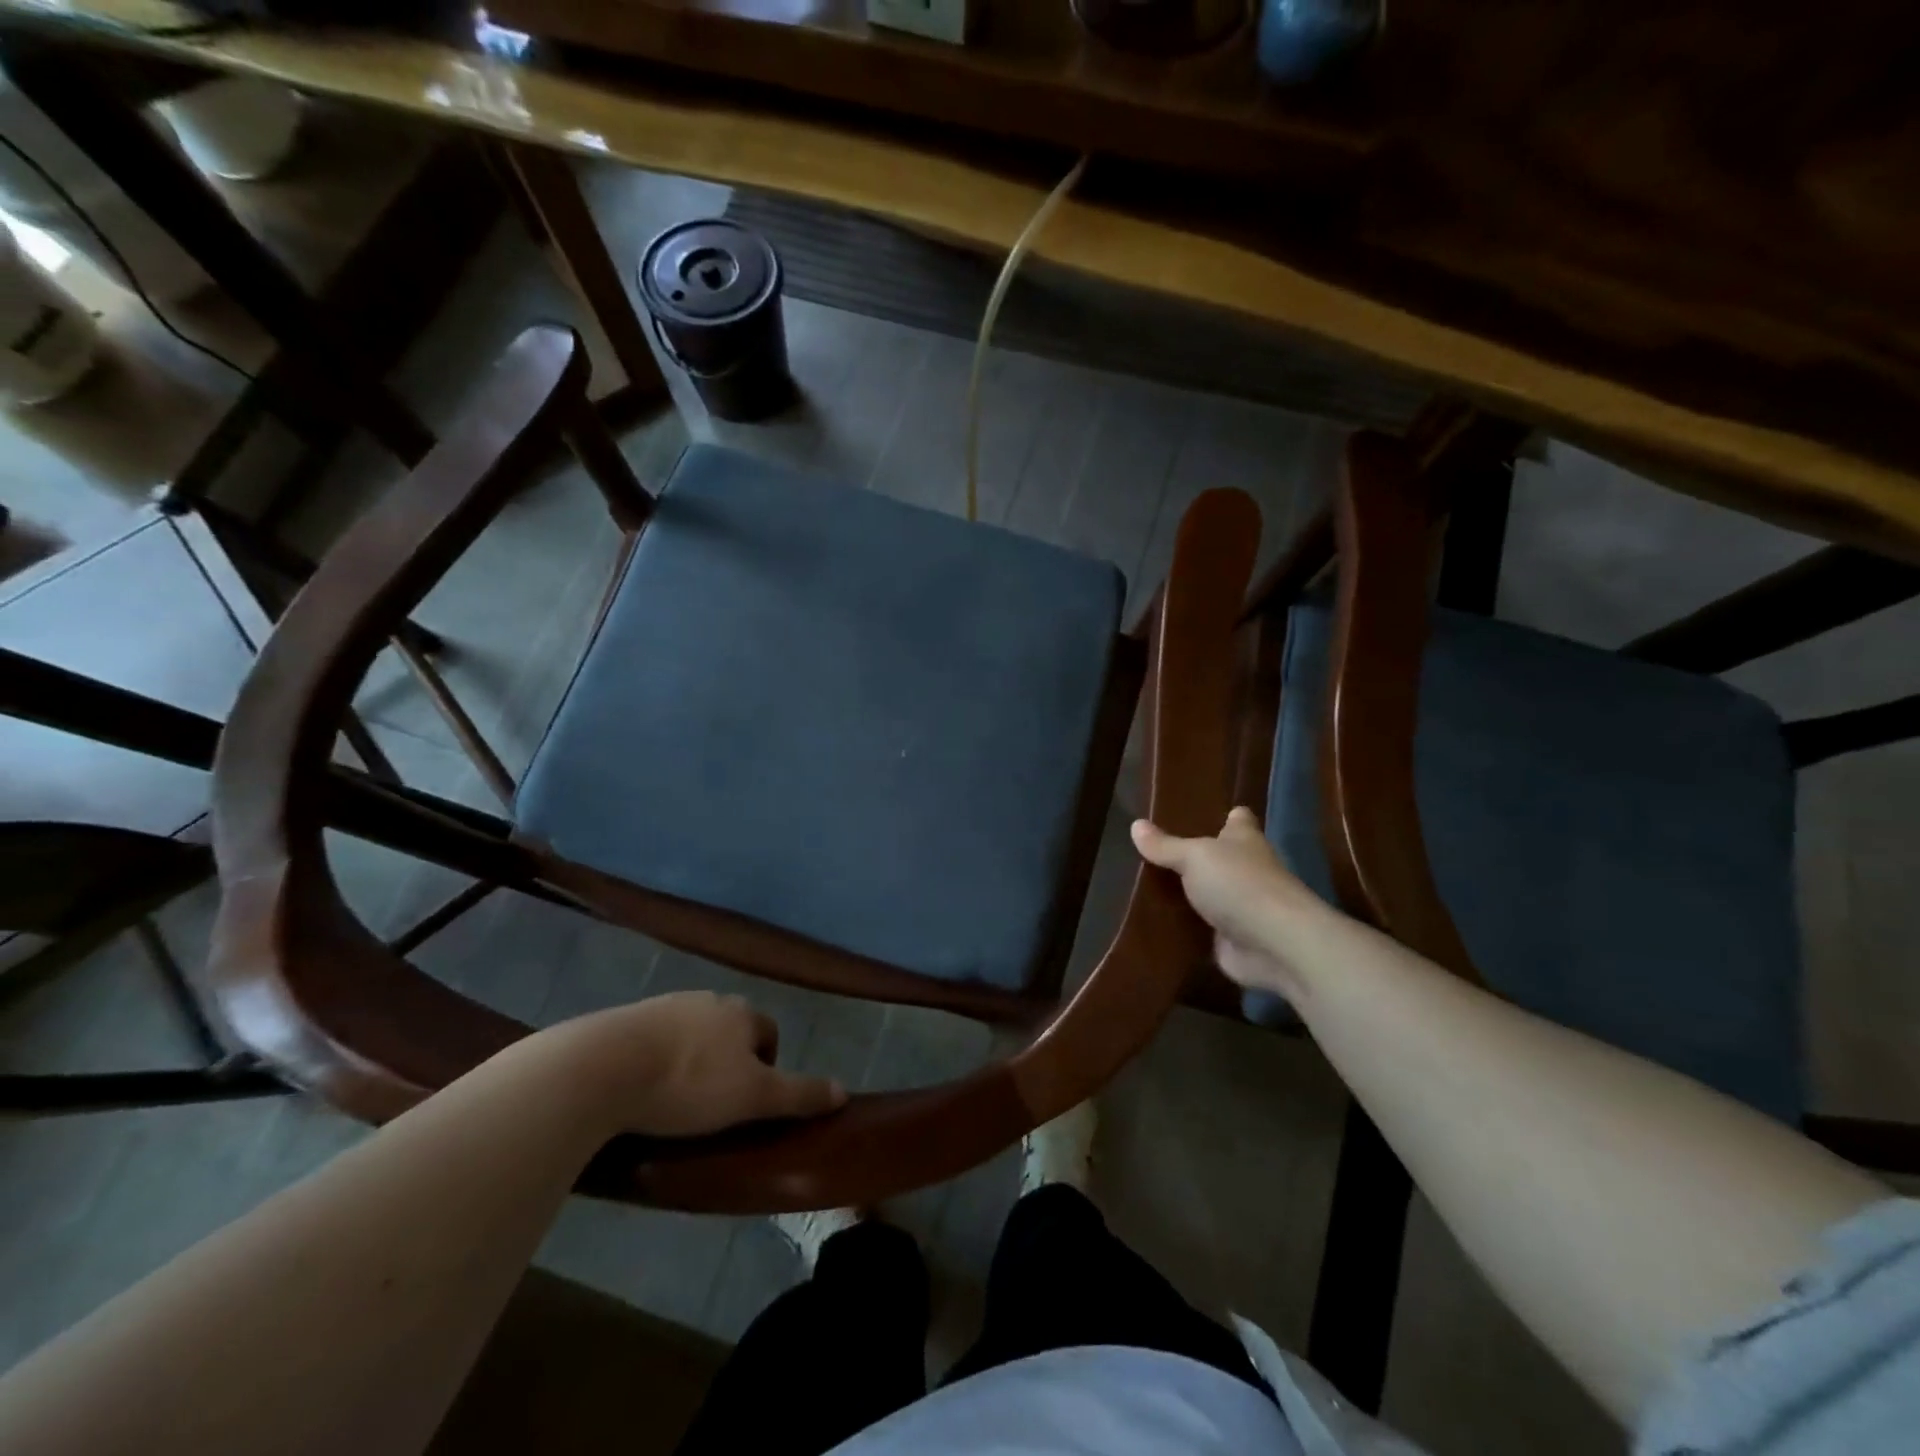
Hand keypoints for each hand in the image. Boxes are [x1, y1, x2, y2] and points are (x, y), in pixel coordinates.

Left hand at [539, 992, 848, 1138]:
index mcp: (742, 1012)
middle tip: (712, 1108)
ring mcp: (665, 1005)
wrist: (603, 1067)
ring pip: (691, 1035)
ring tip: (674, 1105)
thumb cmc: (690, 1084)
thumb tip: (844, 1091)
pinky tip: (640, 1092)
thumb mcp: (753, 1098)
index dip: (765, 1069)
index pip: (768, 1033)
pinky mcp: (625, 1020)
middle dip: (727, 1063)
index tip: (747, 1105)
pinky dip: (655, 1062)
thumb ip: (799, 1094)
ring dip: (690, 1062)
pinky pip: (653, 1040)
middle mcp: (708, 999)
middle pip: (730, 1032)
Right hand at [1132, 807, 1316, 997]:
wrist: (1274, 945)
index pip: (1238, 820)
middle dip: (1197, 857)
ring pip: (1209, 895)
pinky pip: (1201, 929)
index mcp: (1244, 840)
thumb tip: (1135, 825)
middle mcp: (1246, 870)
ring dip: (1188, 895)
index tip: (1204, 813)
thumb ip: (1165, 846)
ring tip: (1145, 886)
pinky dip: (1185, 928)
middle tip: (1156, 852)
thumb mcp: (1195, 857)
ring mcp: (1241, 907)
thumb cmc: (1239, 885)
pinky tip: (1156, 923)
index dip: (1226, 816)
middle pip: (1221, 858)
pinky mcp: (1231, 940)